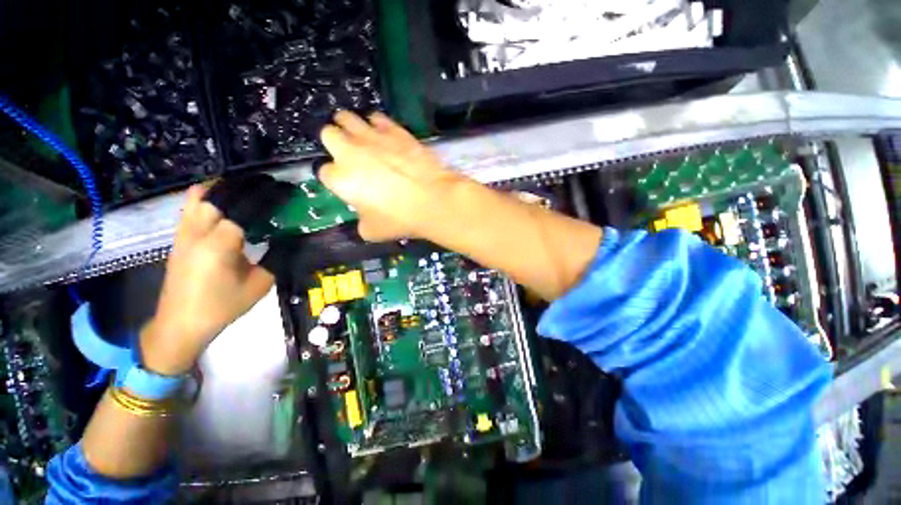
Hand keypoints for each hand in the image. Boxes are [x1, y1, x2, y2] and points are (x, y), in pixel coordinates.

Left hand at [140, 185, 274, 374]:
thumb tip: (291, 238)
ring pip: (200, 195)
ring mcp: (183, 233)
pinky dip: (209, 196)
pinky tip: (225, 202)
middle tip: (269, 184)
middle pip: (220, 194)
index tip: (285, 190)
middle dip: (246, 185)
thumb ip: (277, 258)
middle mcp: (197, 232)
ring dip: (225, 187)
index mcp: (220, 244)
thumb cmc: (223, 306)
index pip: (245, 208)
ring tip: (247, 188)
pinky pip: (191, 206)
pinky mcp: (178, 237)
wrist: (181, 323)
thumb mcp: (261, 284)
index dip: (267, 196)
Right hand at [319, 111, 464, 240]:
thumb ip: (361, 220)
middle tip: (350, 154)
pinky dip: (377, 125)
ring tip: (363, 139)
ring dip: (350, 127)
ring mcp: (372, 137)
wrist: (433, 200)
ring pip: (346, 117)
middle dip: (335, 143)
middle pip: (328, 134)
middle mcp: (350, 152)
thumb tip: (365, 213)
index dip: (335, 178)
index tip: (347, 184)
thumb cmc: (400, 219)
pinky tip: (385, 136)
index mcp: (340, 179)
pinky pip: (376, 117)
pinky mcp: (394, 130)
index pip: (324, 171)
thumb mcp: (372, 231)